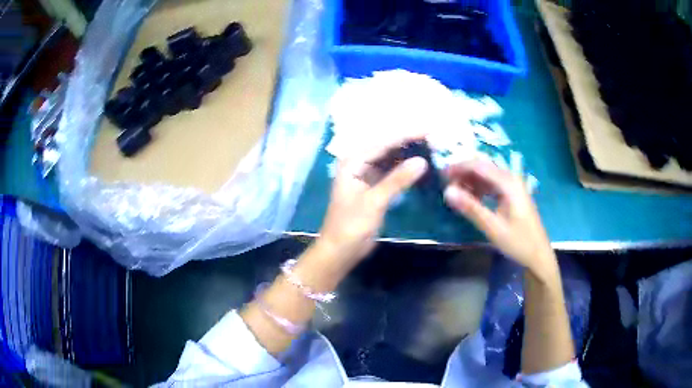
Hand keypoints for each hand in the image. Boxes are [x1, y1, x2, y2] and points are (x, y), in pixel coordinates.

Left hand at [318, 139, 427, 268]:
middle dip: (409, 142)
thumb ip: (398, 180)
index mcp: (353, 161)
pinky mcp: (374, 187)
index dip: (407, 135)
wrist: (341, 250)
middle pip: (387, 147)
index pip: (383, 142)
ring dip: (409, 154)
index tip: (429, 130)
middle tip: (434, 137)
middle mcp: (358, 163)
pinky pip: (392, 172)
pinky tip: (420, 166)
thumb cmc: (352, 226)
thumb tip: (422, 161)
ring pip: (390, 159)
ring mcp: (366, 175)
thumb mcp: (375, 201)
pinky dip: (405, 170)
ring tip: (432, 147)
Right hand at [443, 160, 555, 276]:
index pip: (479, 166)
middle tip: (446, 184)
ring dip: (471, 181)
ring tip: (456, 193)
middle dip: (464, 173)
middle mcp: (511, 179)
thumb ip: (471, 208)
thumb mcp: (493, 227)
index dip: (459, 167)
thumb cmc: (518, 242)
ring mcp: (513, 186)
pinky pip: (492, 185)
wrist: (538, 255)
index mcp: (509, 183)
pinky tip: (472, 198)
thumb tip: (447, 192)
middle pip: (483, 167)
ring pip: (487, 176)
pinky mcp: (512, 195)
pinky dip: (480, 188)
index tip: (441, 175)